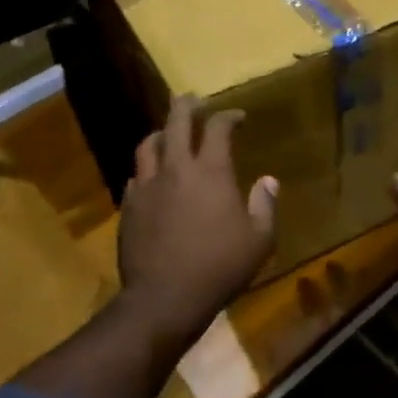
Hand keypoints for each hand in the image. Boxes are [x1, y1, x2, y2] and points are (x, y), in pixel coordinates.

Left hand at [118, 94, 278, 344]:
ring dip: (161, 133)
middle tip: (192, 99)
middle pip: (176, 122)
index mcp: (211, 171)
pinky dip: (147, 169)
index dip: (229, 116)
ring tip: (167, 133)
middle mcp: (176, 168)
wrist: (164, 298)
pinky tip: (152, 177)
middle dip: (186, 105)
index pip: (218, 128)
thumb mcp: (259, 240)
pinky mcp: (129, 206)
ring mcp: (147, 186)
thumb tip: (268, 181)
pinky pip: (136, 176)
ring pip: (148, 144)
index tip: (237, 116)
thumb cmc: (219, 267)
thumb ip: (265, 205)